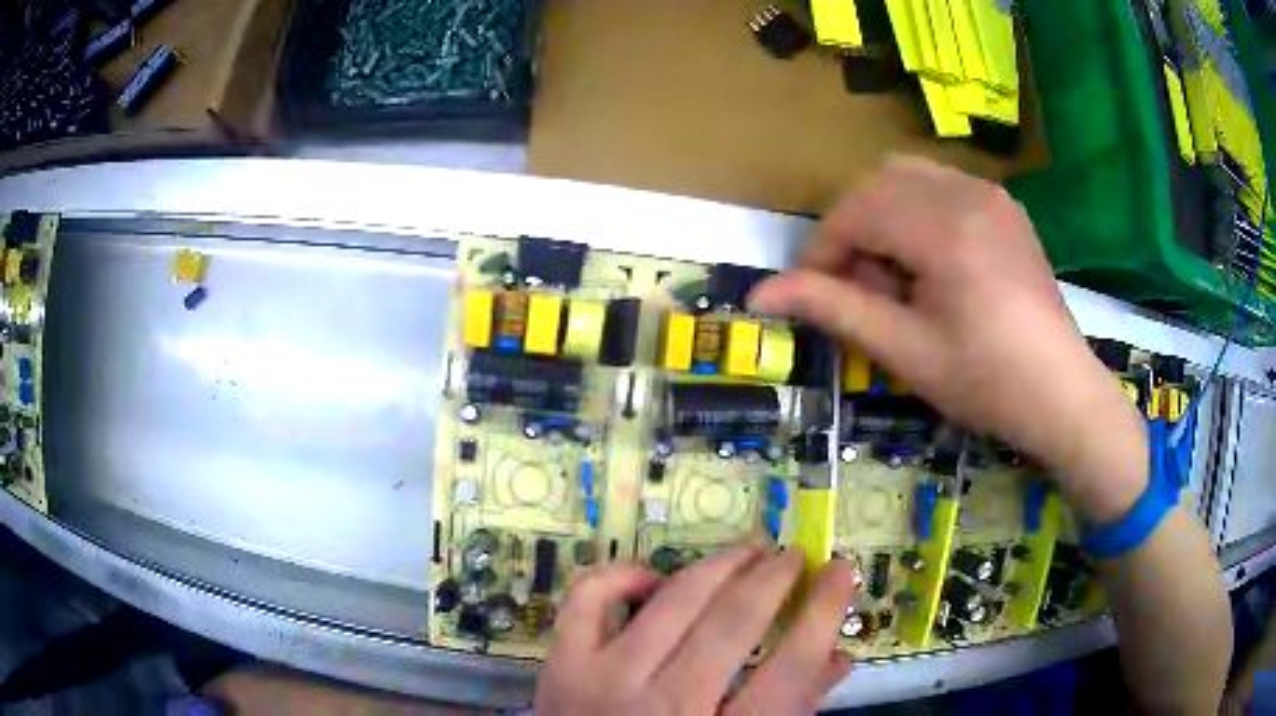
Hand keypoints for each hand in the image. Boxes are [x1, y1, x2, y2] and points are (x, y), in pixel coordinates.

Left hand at [534, 546, 857, 714]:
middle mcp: (664, 706)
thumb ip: (794, 711)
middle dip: (773, 578)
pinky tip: (655, 577)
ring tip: (748, 551)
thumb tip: (838, 657)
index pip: (790, 669)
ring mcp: (604, 681)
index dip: (823, 613)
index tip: (842, 571)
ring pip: (672, 602)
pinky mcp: (562, 665)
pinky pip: (589, 598)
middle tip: (793, 556)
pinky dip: (623, 575)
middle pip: (731, 625)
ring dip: (718, 566)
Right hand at [749, 156, 1146, 521]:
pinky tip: (930, 263)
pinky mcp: (1004, 206)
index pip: (856, 210)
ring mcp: (990, 194)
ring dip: (883, 215)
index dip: (823, 249)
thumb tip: (760, 294)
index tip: (813, 293)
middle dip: (852, 228)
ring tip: (894, 275)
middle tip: (857, 287)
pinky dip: (916, 212)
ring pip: (908, 176)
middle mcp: (966, 192)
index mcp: (944, 227)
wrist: (1062, 393)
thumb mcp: (905, 351)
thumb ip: (833, 309)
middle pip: (878, 182)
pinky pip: (942, 186)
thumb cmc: (986, 381)